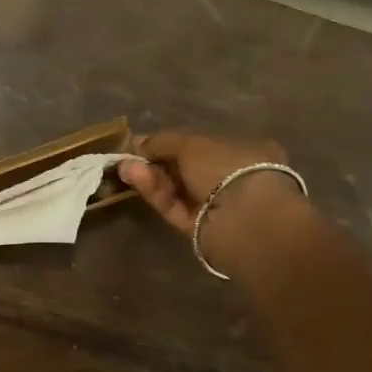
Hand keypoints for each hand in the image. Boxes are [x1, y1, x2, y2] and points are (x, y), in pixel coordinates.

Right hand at [118, 131, 304, 270]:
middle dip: (157, 162)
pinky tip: (136, 180)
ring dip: (152, 178)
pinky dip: (157, 195)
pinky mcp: (203, 229)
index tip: (145, 144)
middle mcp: (234, 178)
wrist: (245, 219)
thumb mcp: (191, 143)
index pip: (203, 145)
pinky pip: (177, 208)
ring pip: (179, 190)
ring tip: (126, 168)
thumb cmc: (226, 167)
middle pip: (187, 169)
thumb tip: (137, 141)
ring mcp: (219, 206)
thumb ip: (162, 142)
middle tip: (129, 158)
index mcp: (244, 150)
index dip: (173, 144)